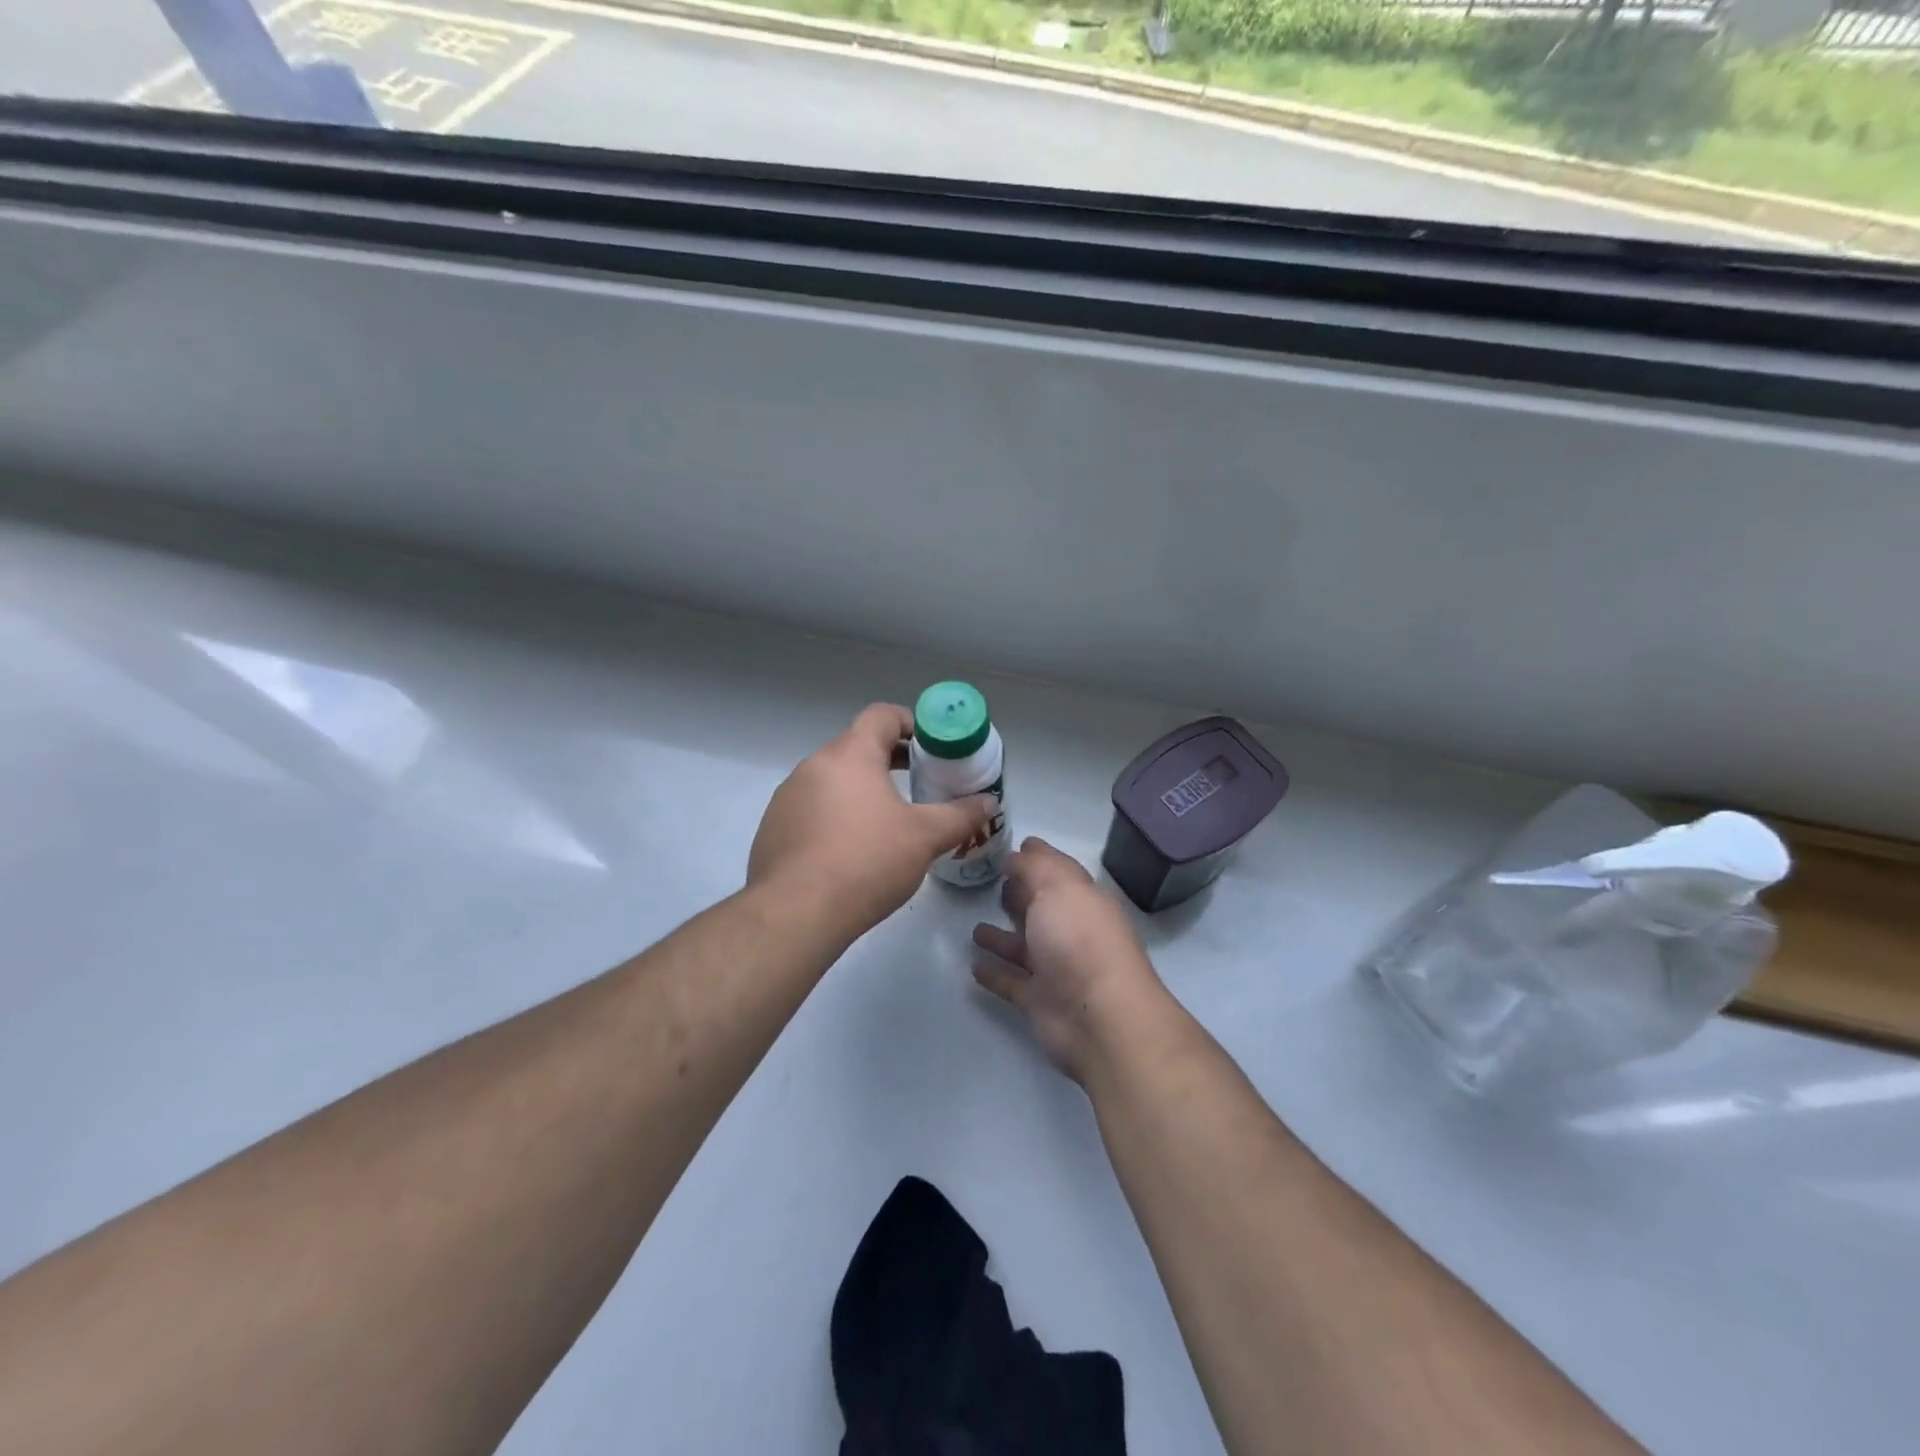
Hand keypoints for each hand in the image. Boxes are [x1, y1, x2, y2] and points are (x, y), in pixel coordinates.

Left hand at [748, 704, 996, 941]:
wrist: (797, 912)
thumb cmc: (867, 861)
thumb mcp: (925, 837)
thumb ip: (960, 815)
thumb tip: (989, 803)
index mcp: (850, 755)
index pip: (881, 716)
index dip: (910, 723)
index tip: (931, 748)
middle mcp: (813, 765)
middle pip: (857, 746)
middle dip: (890, 760)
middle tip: (919, 783)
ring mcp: (788, 796)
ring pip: (832, 779)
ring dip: (860, 789)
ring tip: (886, 821)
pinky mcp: (773, 828)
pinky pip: (811, 808)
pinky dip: (834, 816)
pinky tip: (849, 851)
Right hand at [971, 838, 1171, 1084]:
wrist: (1099, 1018)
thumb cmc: (1080, 940)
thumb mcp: (1059, 887)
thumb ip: (1036, 867)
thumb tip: (1018, 854)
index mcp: (1083, 901)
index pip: (1059, 872)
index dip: (1038, 858)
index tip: (1014, 846)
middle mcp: (1072, 932)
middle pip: (1042, 909)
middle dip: (1020, 896)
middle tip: (991, 884)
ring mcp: (1057, 969)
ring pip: (1024, 948)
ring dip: (1001, 938)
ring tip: (974, 929)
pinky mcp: (1040, 1001)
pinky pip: (1012, 982)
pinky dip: (995, 974)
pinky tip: (972, 966)